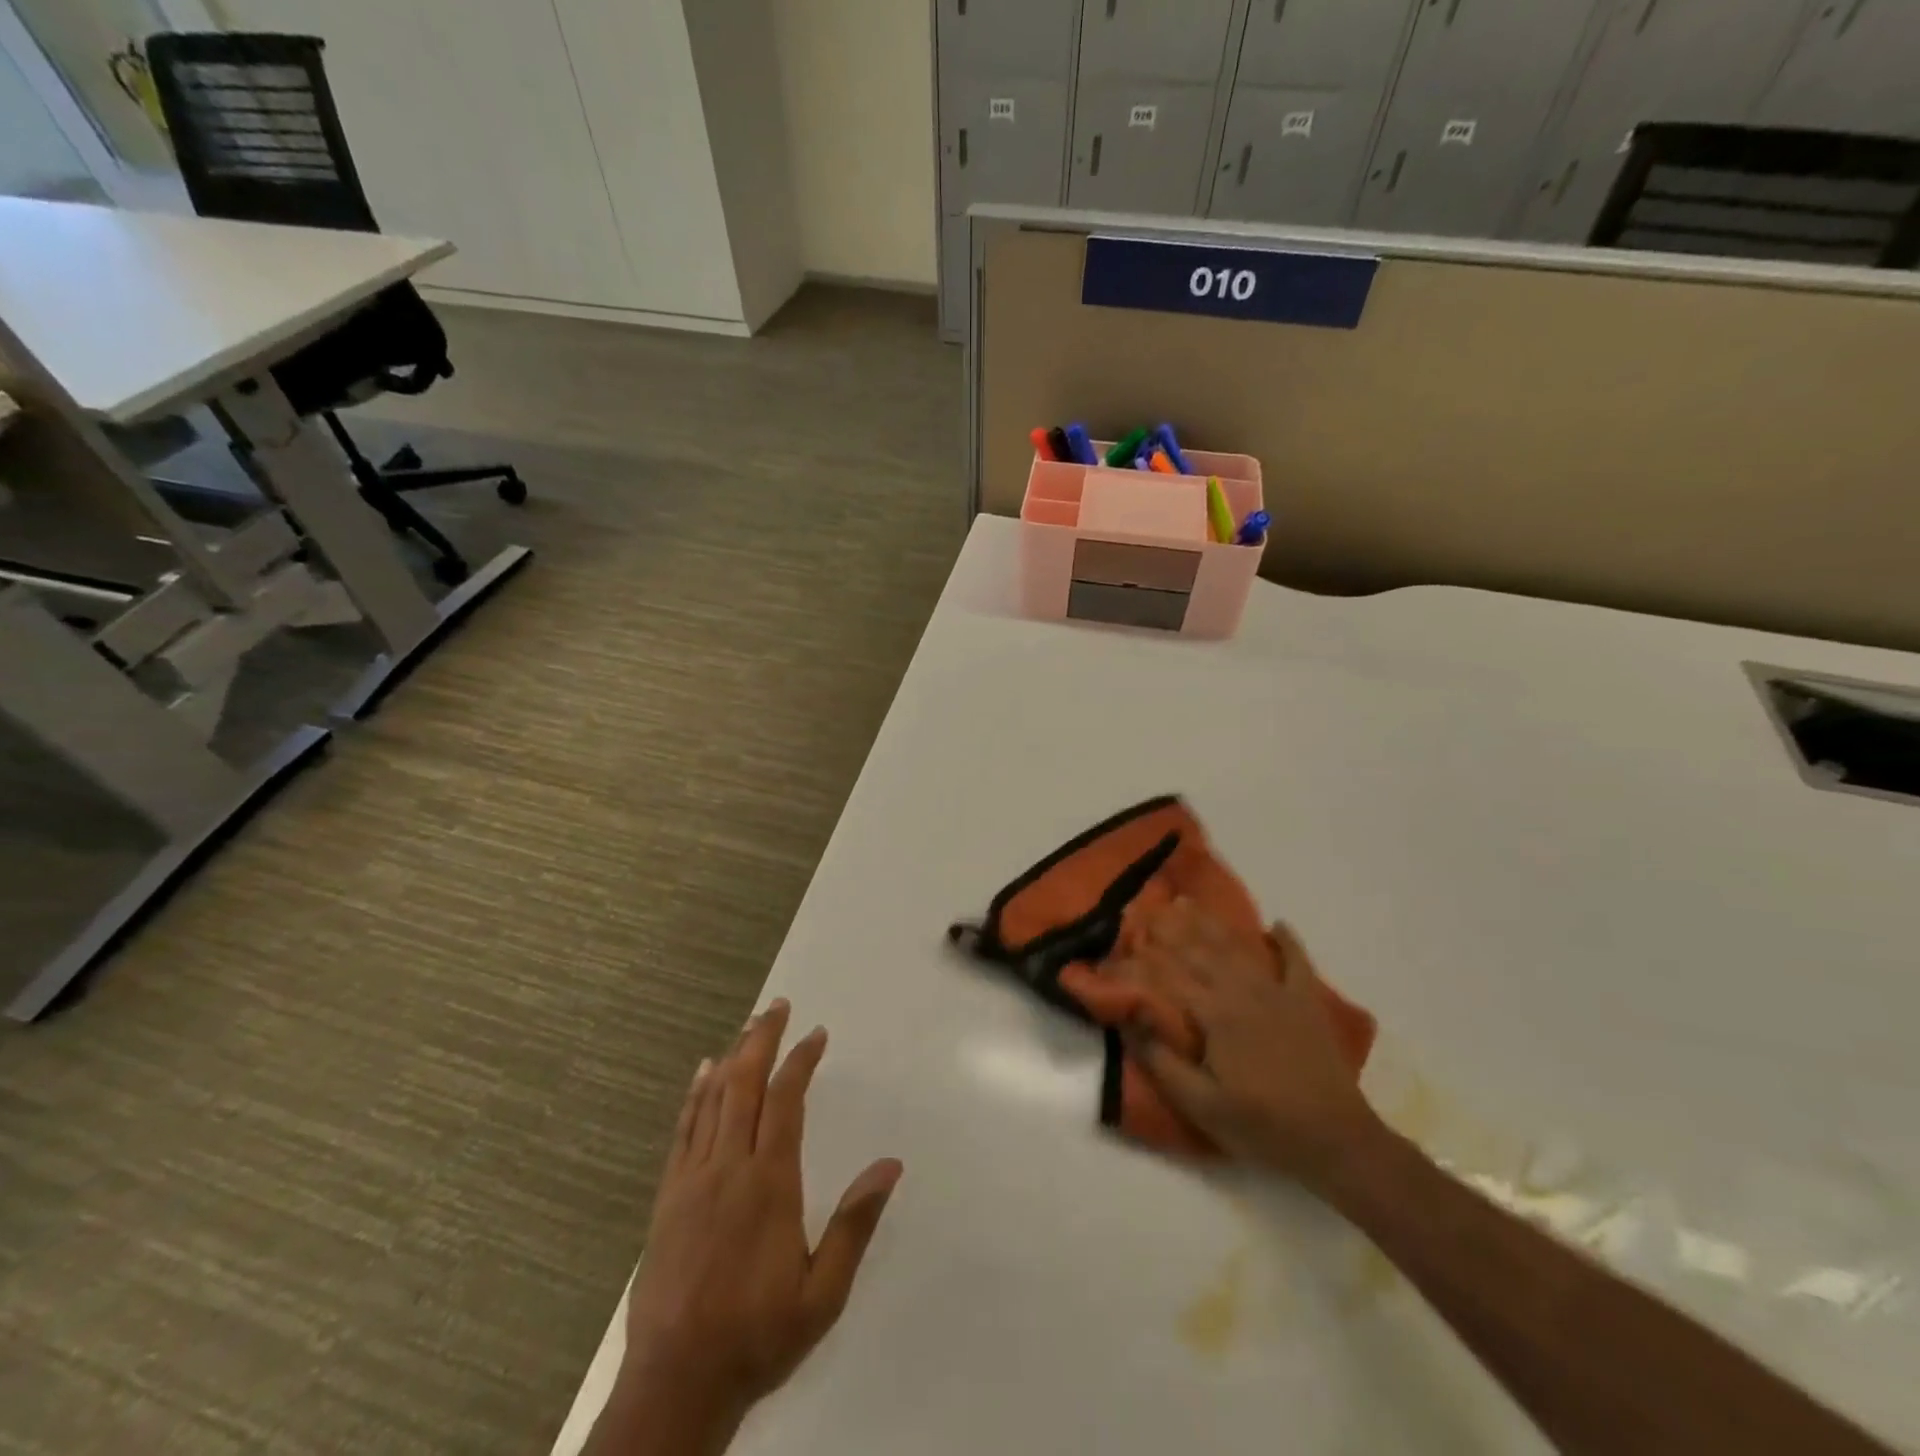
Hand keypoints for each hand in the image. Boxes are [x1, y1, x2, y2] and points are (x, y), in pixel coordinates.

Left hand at [619, 1000, 902, 1441]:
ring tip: (748, 1025)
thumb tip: (890, 1165)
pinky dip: (695, 1094)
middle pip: (745, 1085)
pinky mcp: (668, 1197)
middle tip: (778, 1006)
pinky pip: (683, 1130)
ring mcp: (692, 1180)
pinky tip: (703, 1073)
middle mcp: (729, 1168)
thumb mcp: (822, 1293)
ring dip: (732, 1056)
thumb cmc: (757, 1336)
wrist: (675, 1384)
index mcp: (769, 1184)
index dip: (800, 1061)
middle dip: (762, 1040)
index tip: (816, 1035)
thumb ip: (855, 1224)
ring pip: (713, 1100)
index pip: (785, 1102)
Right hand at [1116, 903, 1384, 1193]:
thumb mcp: (1201, 1104)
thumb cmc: (1261, 1126)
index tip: (1121, 944)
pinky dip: (1287, 941)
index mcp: (1215, 1013)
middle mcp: (1243, 991)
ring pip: (1238, 947)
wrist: (1336, 1141)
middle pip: (1199, 952)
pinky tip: (1277, 925)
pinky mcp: (1307, 1002)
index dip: (1142, 960)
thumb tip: (1129, 1019)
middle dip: (1169, 930)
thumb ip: (1161, 1061)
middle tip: (1146, 911)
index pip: (1169, 976)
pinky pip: (1296, 961)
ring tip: (1187, 903)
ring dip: (1211, 924)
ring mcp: (1279, 992)